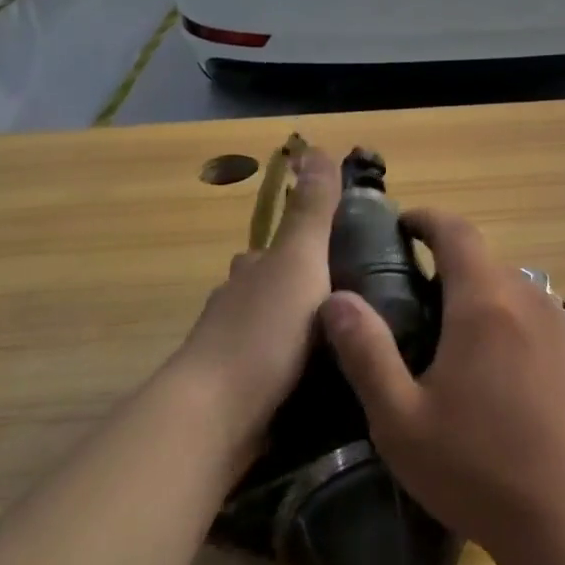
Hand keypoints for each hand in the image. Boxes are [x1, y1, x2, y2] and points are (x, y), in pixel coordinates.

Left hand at [173, 146, 340, 444]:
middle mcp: (234, 306)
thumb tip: (314, 146)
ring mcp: (228, 354)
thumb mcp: (300, 261)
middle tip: (351, 307)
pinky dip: (287, 371)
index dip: (303, 246)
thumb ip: (312, 211)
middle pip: (267, 289)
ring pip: (266, 331)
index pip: (275, 248)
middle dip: (299, 292)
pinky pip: (266, 372)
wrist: (213, 418)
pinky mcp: (232, 397)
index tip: (340, 255)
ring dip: (294, 333)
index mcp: (252, 272)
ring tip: (341, 347)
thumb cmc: (263, 331)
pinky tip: (314, 385)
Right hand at [318, 209, 564, 559]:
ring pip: (513, 290)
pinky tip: (500, 371)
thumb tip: (336, 299)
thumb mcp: (401, 420)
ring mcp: (561, 327)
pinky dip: (510, 322)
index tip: (403, 224)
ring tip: (454, 337)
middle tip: (415, 298)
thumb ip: (366, 352)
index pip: (456, 232)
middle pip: (484, 261)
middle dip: (449, 266)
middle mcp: (527, 299)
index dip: (427, 219)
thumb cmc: (479, 469)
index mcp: (483, 302)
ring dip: (481, 296)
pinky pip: (537, 318)